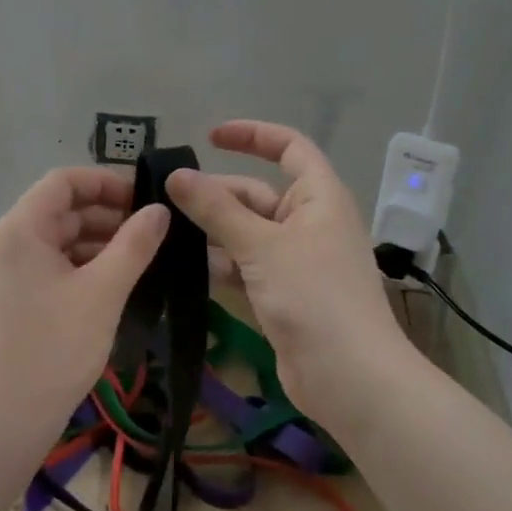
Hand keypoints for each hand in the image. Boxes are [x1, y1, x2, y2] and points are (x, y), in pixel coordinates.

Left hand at [0, 167, 169, 440]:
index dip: (107, 181)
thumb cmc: (55, 348)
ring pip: (57, 240)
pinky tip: (114, 283)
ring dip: (97, 241)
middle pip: (60, 209)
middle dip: (107, 214)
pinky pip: (49, 266)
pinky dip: (81, 266)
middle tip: (153, 231)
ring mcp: (4, 272)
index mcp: (20, 229)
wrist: (4, 419)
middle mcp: (5, 242)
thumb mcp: (103, 292)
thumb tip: (160, 210)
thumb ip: (134, 245)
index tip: (146, 198)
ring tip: (141, 258)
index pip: (64, 181)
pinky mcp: (9, 298)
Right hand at [166, 121, 412, 425]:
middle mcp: (310, 223)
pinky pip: (248, 267)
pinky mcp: (285, 295)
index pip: (289, 147)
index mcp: (319, 197)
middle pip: (257, 194)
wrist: (348, 376)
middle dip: (216, 195)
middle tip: (164, 201)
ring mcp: (298, 261)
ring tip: (163, 232)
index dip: (252, 135)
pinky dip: (221, 264)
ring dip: (212, 232)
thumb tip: (176, 175)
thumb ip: (215, 209)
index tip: (209, 138)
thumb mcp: (260, 245)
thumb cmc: (312, 296)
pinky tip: (185, 268)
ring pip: (248, 233)